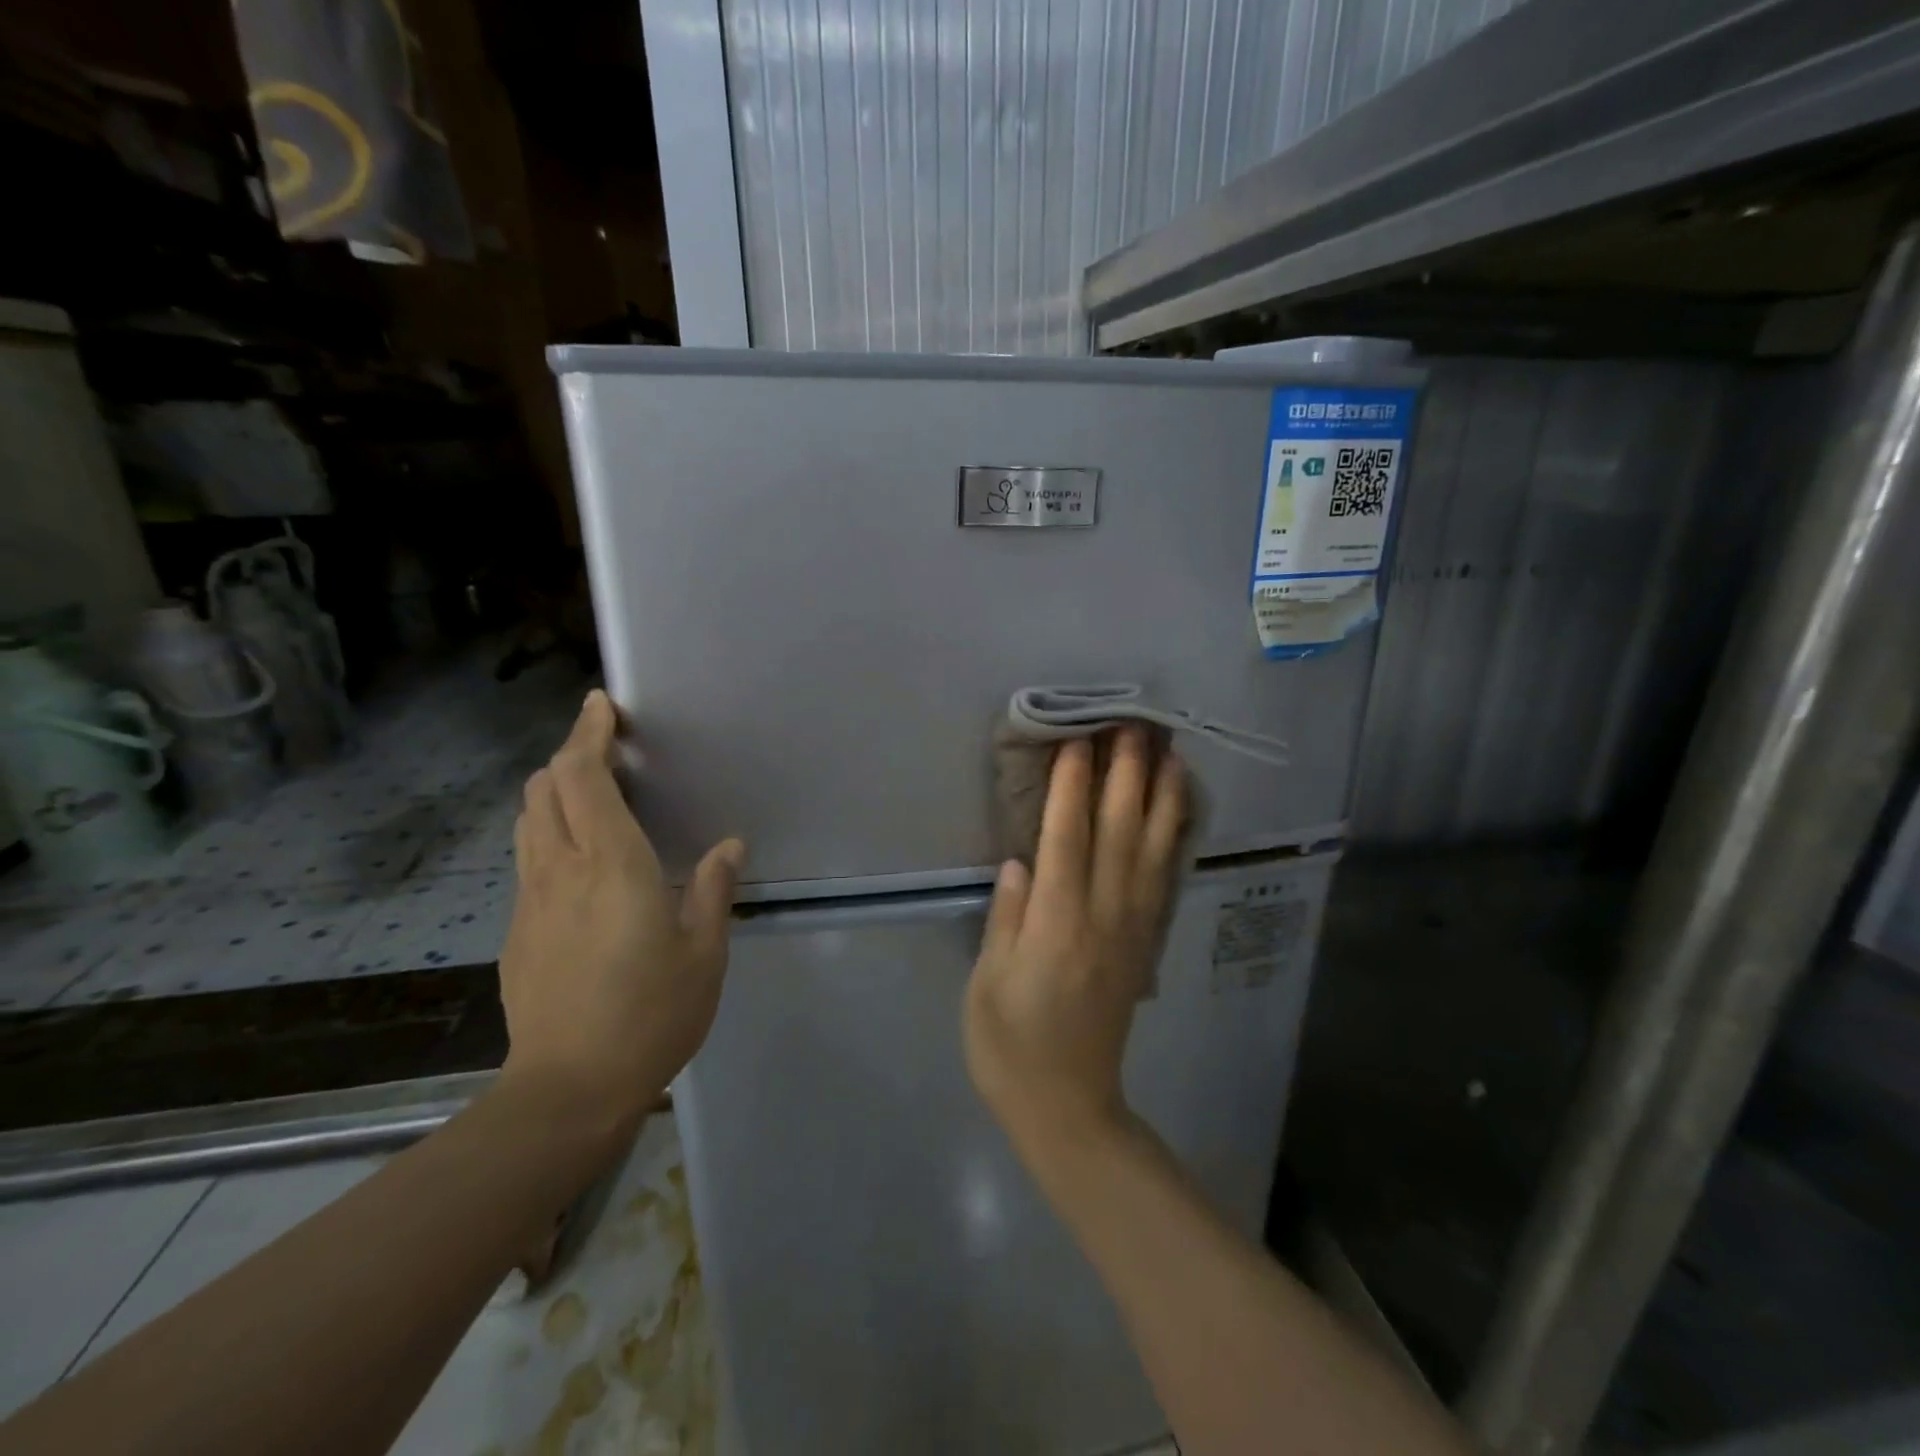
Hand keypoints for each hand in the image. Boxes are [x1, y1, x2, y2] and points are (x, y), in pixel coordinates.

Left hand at [497, 690, 743, 1133]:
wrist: (567, 1090)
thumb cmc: (651, 1015)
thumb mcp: (704, 953)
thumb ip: (714, 890)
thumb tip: (729, 846)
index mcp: (612, 865)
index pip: (583, 777)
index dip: (588, 733)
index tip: (603, 706)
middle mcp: (561, 870)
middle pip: (545, 788)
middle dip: (570, 755)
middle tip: (609, 751)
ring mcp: (530, 901)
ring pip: (528, 821)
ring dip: (555, 792)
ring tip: (593, 794)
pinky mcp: (517, 931)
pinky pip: (530, 860)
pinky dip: (550, 834)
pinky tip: (581, 862)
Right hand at [964, 728, 1186, 1158]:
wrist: (1069, 1106)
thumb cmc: (1010, 1046)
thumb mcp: (988, 984)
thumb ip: (1007, 918)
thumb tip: (1023, 861)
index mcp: (1055, 925)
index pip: (1067, 839)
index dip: (1074, 785)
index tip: (1080, 738)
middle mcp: (1102, 917)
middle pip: (1118, 832)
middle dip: (1126, 774)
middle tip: (1134, 723)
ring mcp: (1132, 930)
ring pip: (1151, 850)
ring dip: (1160, 796)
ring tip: (1168, 751)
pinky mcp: (1146, 944)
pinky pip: (1163, 880)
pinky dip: (1171, 839)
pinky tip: (1175, 812)